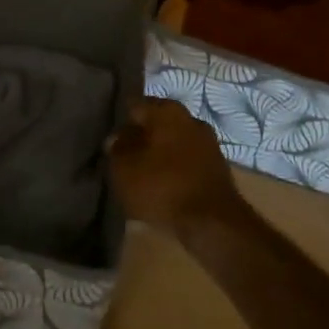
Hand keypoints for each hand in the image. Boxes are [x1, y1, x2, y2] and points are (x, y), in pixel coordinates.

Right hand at [109, 96, 244, 226]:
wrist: (213, 222)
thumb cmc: (162, 186)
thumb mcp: (124, 168)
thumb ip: (117, 148)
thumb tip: (118, 138)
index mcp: (166, 110)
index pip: (134, 106)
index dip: (120, 122)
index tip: (111, 140)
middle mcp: (190, 118)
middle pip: (157, 123)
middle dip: (142, 137)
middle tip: (125, 156)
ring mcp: (208, 142)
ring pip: (174, 141)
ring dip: (160, 153)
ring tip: (143, 173)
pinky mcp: (218, 166)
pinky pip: (188, 160)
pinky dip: (175, 168)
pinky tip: (164, 184)